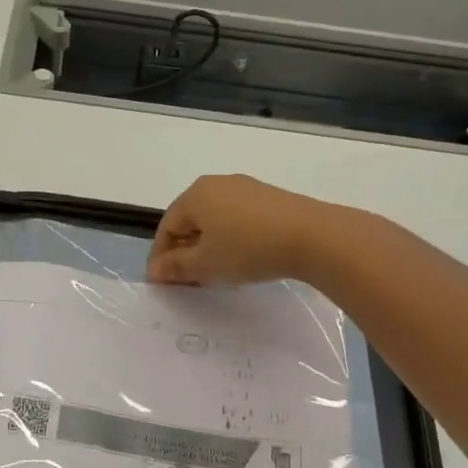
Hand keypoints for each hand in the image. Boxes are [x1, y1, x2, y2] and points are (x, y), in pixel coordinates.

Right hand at [147, 174, 342, 286]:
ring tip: (213, 273)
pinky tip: (239, 260)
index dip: (160, 257)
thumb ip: (176, 268)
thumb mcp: (205, 264)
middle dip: (184, 251)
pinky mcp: (269, 198)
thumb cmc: (247, 249)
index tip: (162, 283)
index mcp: (195, 195)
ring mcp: (246, 188)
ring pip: (214, 220)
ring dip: (207, 247)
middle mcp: (217, 184)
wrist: (312, 237)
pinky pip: (237, 219)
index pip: (166, 227)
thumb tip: (155, 271)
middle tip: (186, 280)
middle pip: (190, 221)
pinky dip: (230, 239)